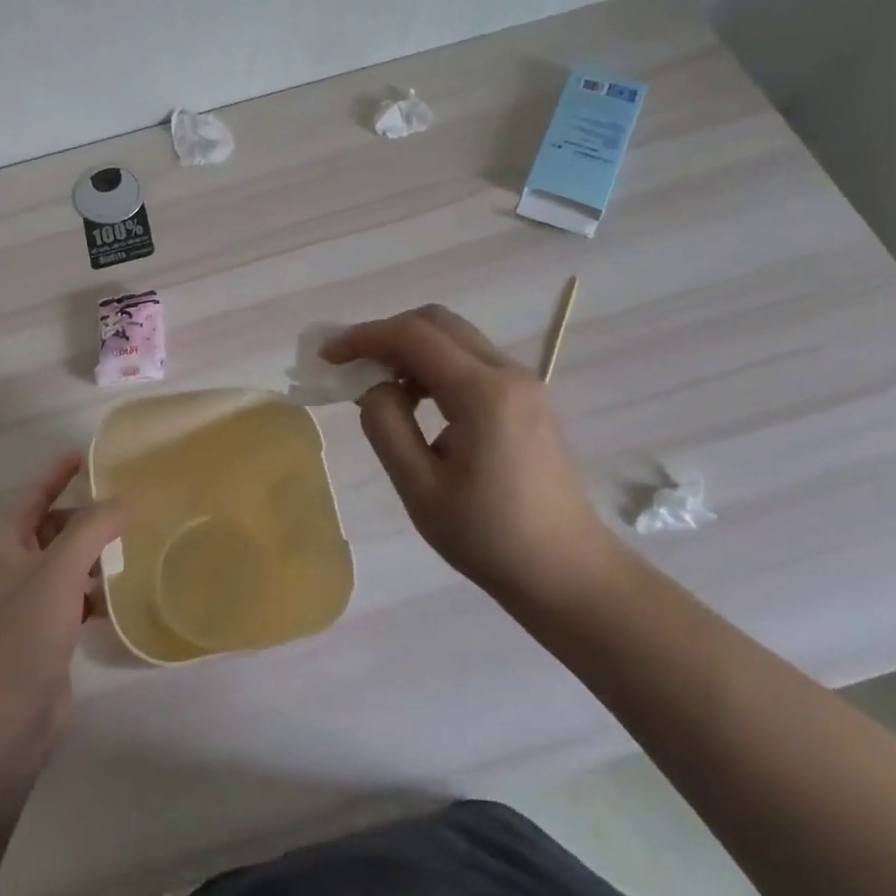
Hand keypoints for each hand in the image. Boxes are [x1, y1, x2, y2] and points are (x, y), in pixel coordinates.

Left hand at [0, 454, 124, 806]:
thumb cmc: (18, 643)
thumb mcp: (57, 575)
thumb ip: (92, 530)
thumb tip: (123, 500)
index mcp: (1, 548)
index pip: (32, 496)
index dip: (57, 473)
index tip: (86, 453)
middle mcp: (9, 572)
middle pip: (51, 528)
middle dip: (85, 516)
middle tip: (129, 505)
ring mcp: (24, 609)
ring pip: (65, 566)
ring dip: (94, 555)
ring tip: (136, 545)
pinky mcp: (41, 641)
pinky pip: (72, 600)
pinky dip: (94, 593)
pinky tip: (122, 597)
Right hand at [323, 306, 623, 607]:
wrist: (568, 572)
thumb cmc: (489, 537)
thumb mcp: (421, 488)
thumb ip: (387, 426)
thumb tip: (375, 386)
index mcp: (483, 393)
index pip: (414, 336)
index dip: (364, 337)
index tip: (328, 356)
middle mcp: (508, 373)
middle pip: (438, 323)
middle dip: (387, 334)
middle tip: (352, 365)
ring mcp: (524, 383)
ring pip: (456, 338)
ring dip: (412, 349)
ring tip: (379, 386)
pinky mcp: (528, 398)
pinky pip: (473, 360)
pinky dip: (436, 365)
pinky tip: (418, 401)